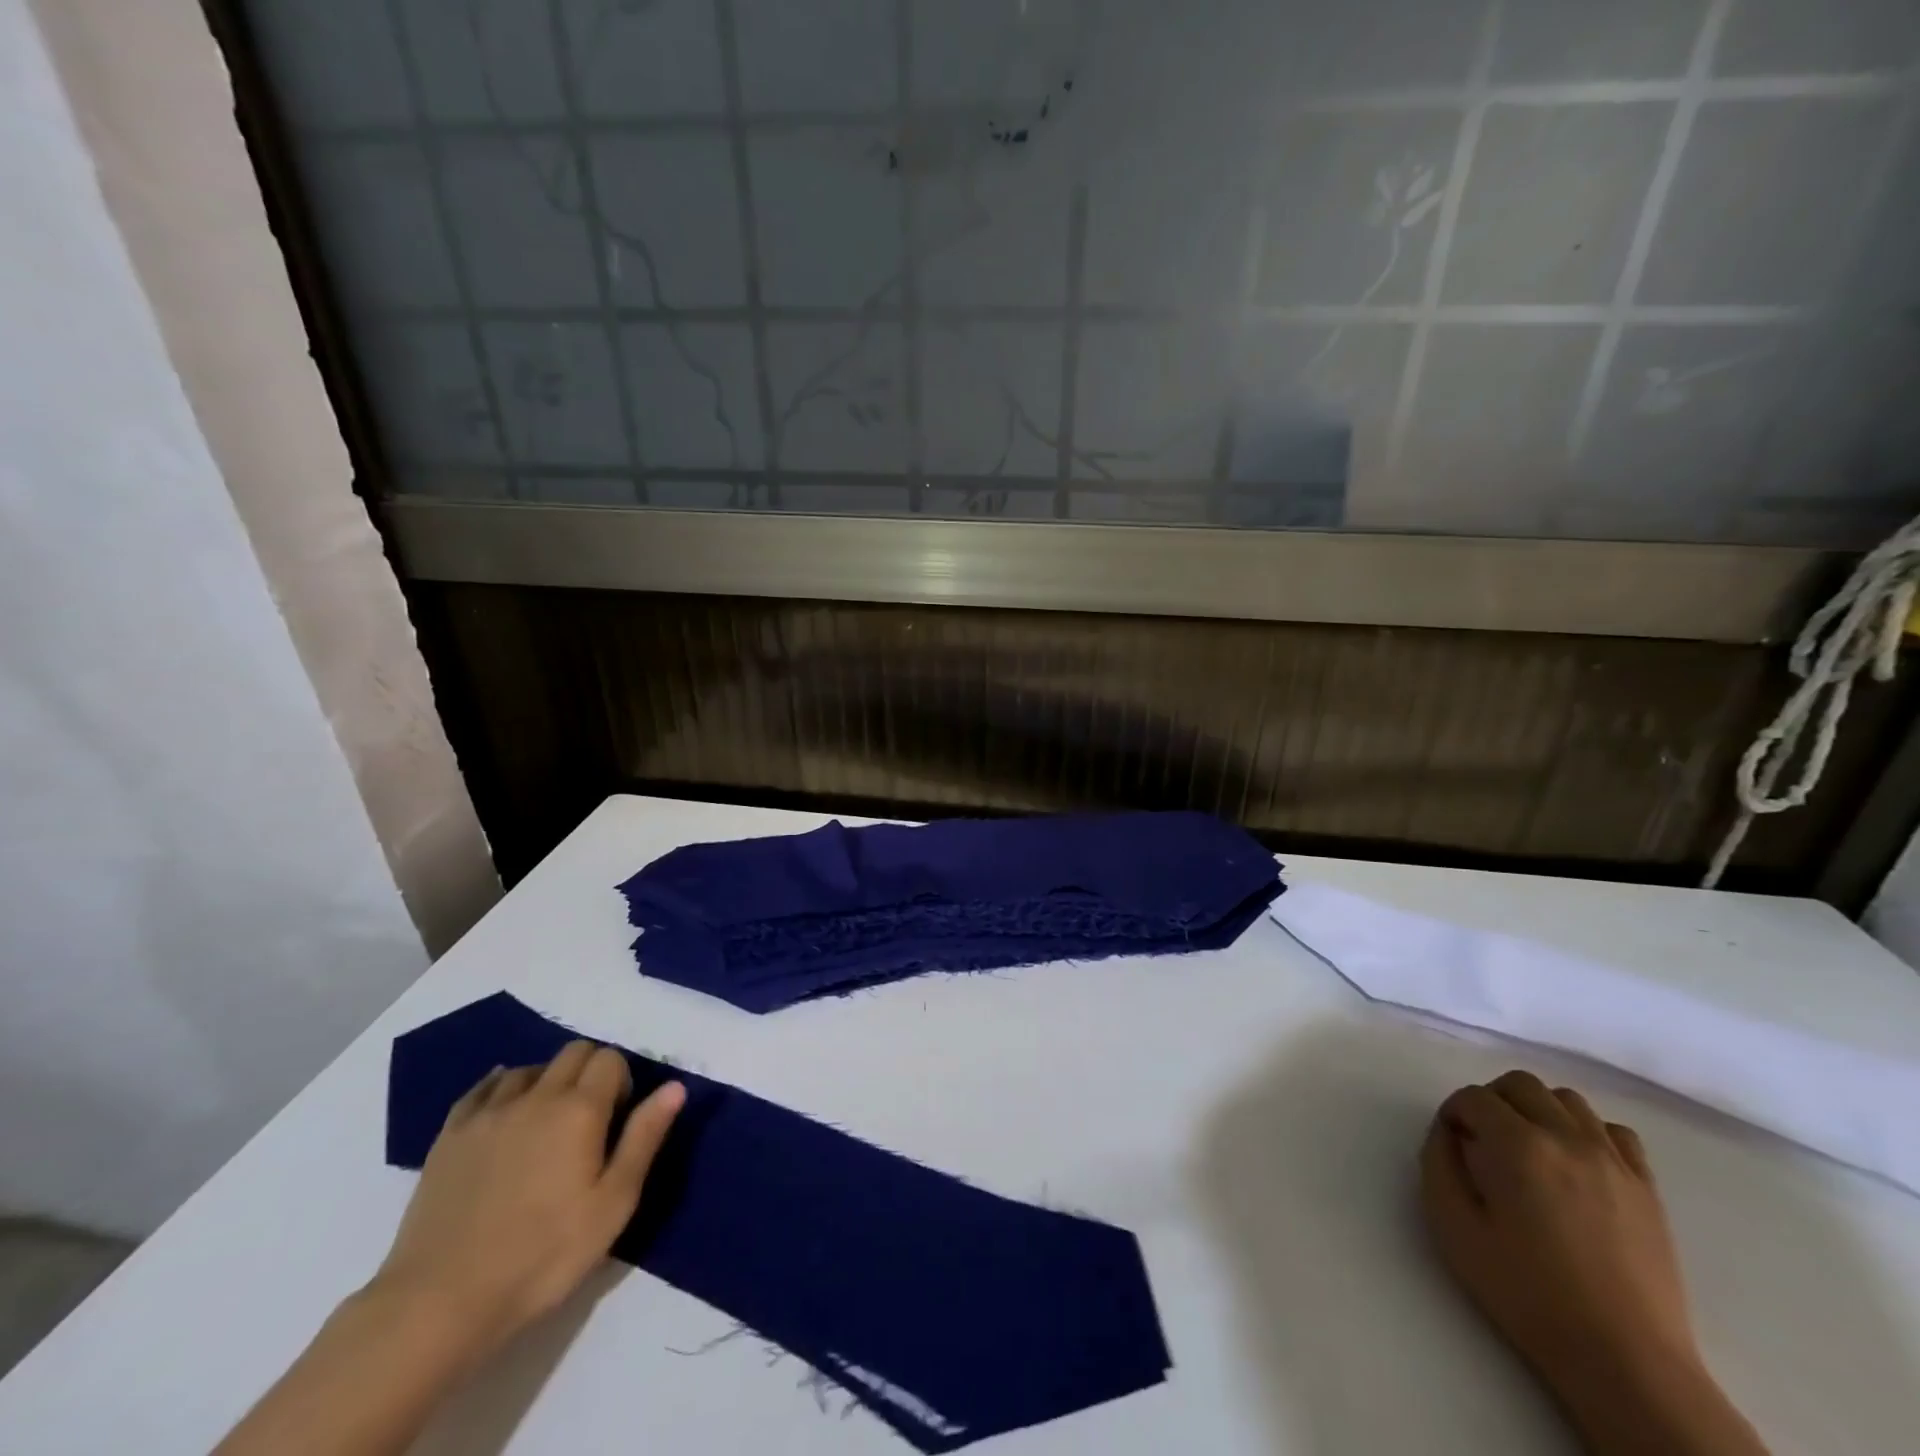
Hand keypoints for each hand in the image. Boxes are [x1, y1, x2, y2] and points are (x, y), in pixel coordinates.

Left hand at [371, 1041, 685, 1363]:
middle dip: (590, 1072)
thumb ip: (645, 1138)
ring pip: (530, 1068)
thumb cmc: (543, 1255)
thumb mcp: (613, 1204)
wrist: (440, 1303)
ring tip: (546, 1125)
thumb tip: (674, 1086)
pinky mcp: (450, 1135)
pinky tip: (506, 1113)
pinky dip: (503, 1089)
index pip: (610, 1059)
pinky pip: (484, 1088)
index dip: (622, 1081)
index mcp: (580, 1109)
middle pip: (573, 1052)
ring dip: (547, 1082)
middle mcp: (536, 1096)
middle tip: (589, 1122)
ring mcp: (488, 1113)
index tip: (617, 1120)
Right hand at [1419, 1070, 1693, 1400]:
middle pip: (1520, 1084)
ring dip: (1539, 1111)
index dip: (1453, 1114)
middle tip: (1484, 1142)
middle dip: (1492, 1101)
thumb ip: (1439, 1163)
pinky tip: (1576, 1166)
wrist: (1623, 1359)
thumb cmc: (1526, 1292)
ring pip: (1567, 1100)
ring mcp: (1614, 1161)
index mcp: (1516, 1145)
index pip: (1472, 1097)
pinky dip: (1588, 1133)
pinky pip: (1615, 1132)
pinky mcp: (1647, 1188)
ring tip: (1530, 1151)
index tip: (1452, 1146)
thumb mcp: (1453, 1226)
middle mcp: (1566, 1137)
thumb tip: (1449, 1132)